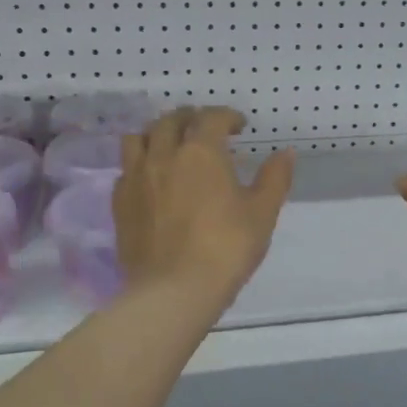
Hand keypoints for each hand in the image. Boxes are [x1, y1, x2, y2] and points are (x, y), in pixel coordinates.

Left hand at [114, 106, 294, 307]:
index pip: (211, 118)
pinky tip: (151, 180)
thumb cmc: (226, 248)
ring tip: (170, 146)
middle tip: (204, 129)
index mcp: (200, 152)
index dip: (226, 116)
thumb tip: (286, 153)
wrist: (175, 290)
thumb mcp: (262, 213)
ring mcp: (135, 178)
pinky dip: (140, 165)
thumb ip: (274, 179)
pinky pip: (126, 170)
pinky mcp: (119, 203)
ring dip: (157, 134)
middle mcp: (163, 155)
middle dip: (190, 118)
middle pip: (170, 121)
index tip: (239, 125)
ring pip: (139, 139)